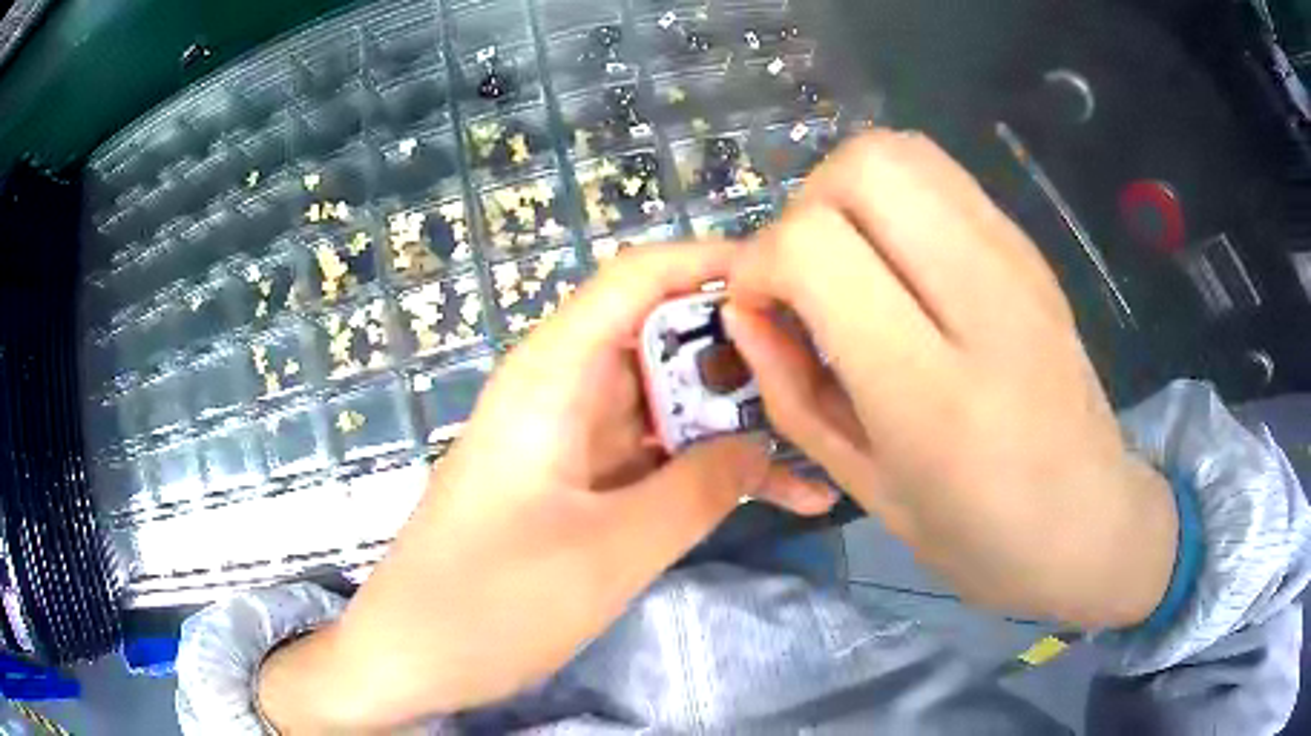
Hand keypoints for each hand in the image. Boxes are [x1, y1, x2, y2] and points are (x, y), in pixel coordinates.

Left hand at [258, 244, 835, 731]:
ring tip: (825, 434)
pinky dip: (712, 473)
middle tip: (828, 370)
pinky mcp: (583, 486)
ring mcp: (575, 441)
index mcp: (551, 376)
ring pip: (670, 405)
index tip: (789, 281)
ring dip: (740, 422)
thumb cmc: (490, 604)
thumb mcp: (608, 552)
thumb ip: (697, 491)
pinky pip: (658, 459)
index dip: (712, 264)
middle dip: (745, 350)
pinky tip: (785, 494)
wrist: (414, 656)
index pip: (637, 279)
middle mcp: (563, 391)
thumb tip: (763, 445)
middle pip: (664, 338)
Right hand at [724, 131, 1176, 628]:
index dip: (761, 265)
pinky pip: (940, 176)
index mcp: (934, 392)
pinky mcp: (1029, 247)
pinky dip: (894, 199)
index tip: (760, 310)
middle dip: (805, 207)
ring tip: (850, 263)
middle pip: (865, 167)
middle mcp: (984, 300)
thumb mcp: (866, 488)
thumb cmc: (979, 534)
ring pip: (902, 151)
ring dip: (849, 193)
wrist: (1090, 519)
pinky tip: (901, 264)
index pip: (815, 248)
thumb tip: (745, 311)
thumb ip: (792, 392)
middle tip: (807, 277)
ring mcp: (1017, 260)